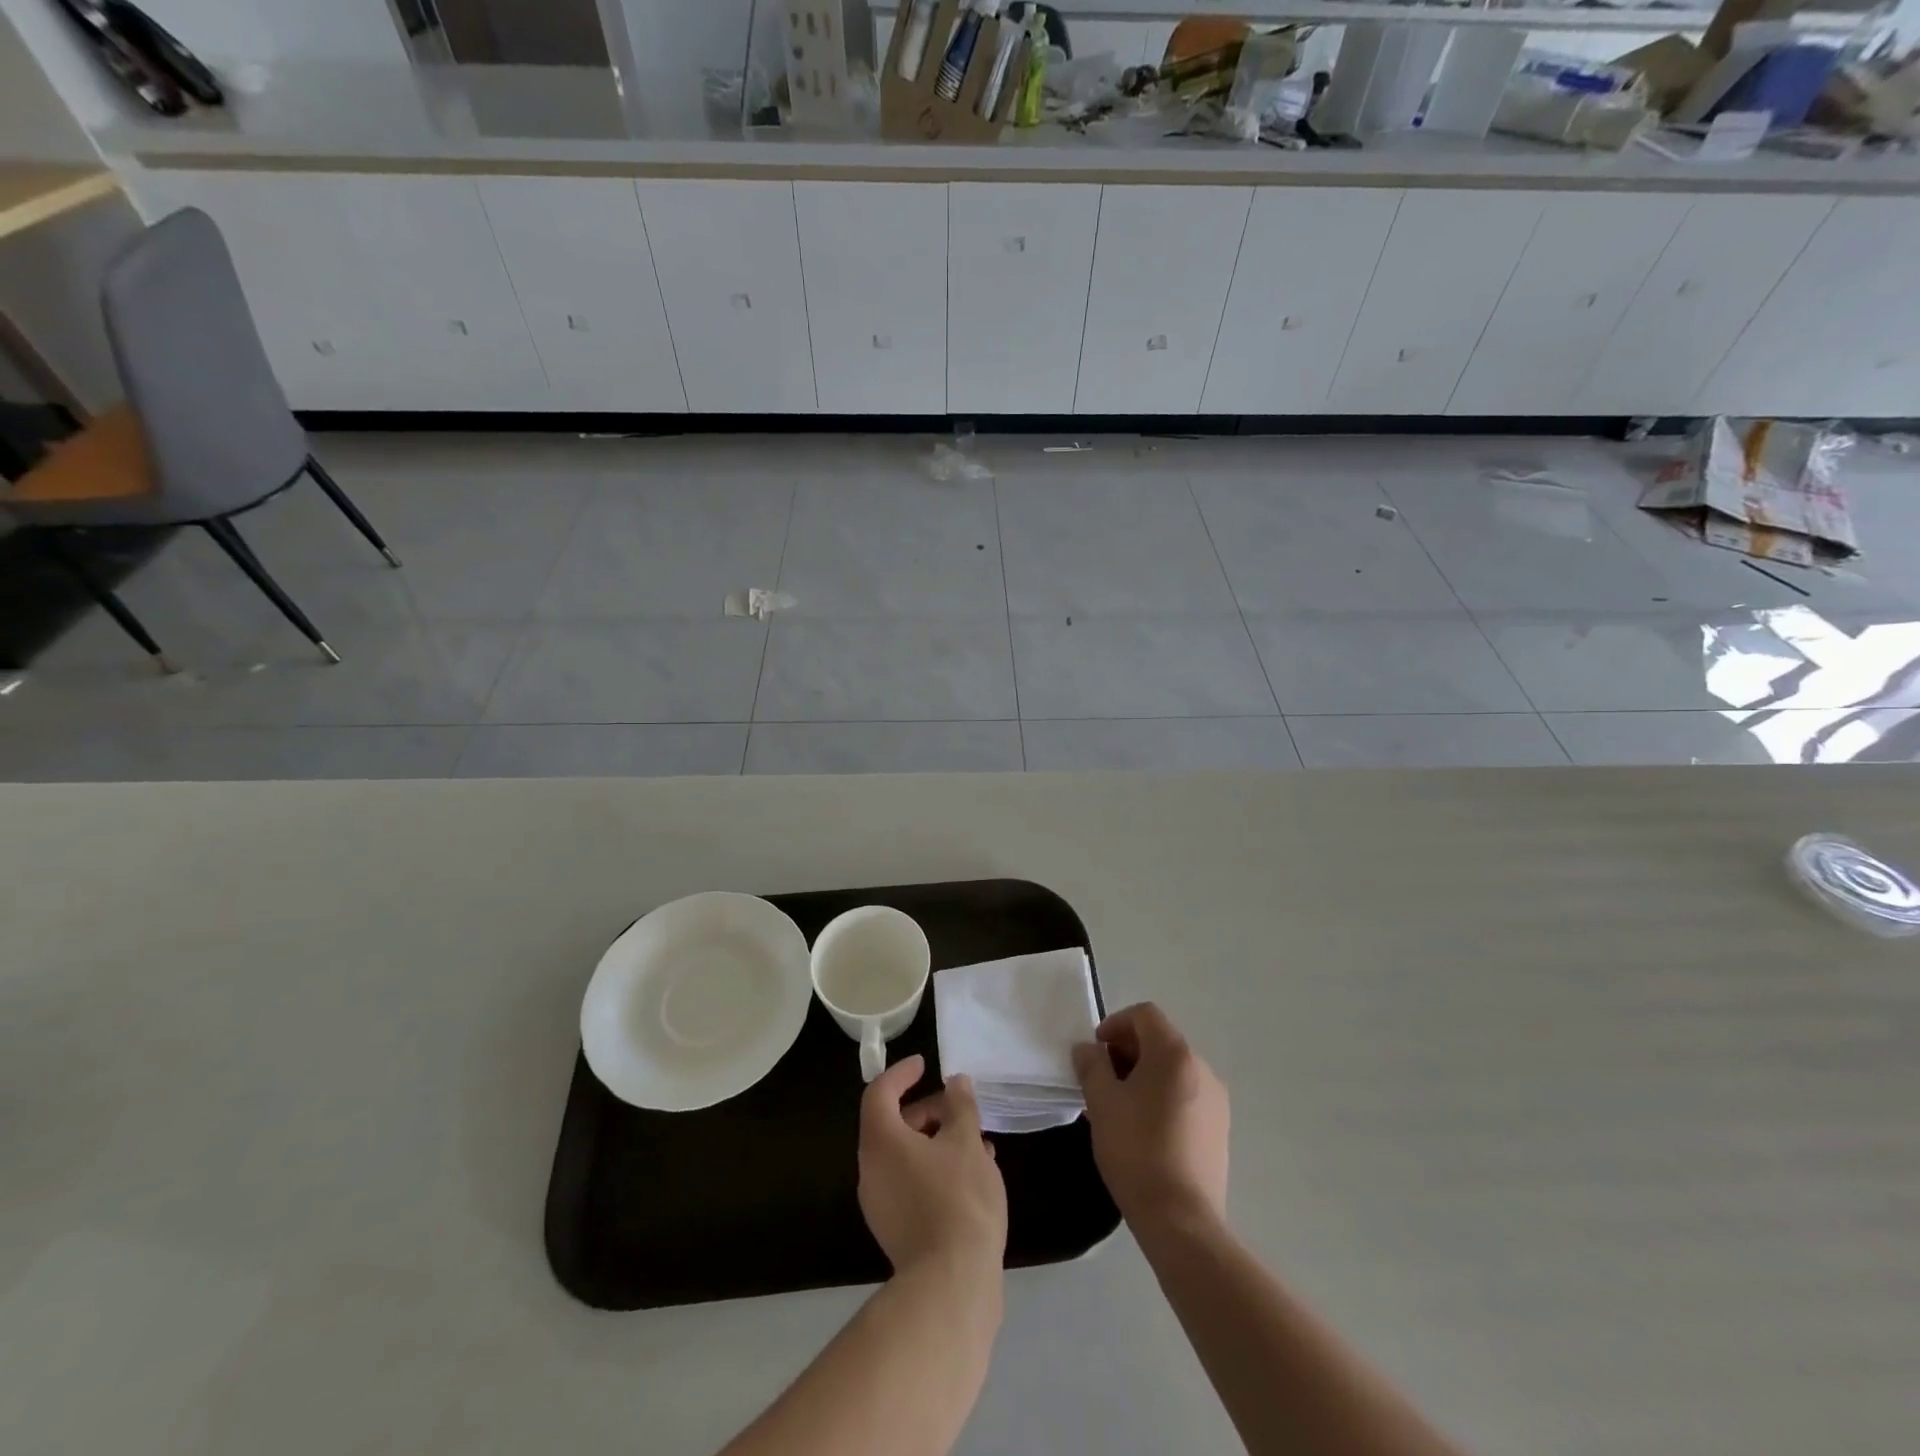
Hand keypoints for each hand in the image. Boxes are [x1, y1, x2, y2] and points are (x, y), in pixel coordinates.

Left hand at [858, 1055, 1007, 1277]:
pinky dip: (935, 1169)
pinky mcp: (896, 1231)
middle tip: (960, 1109)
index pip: (880, 1092)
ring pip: (905, 1156)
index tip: (925, 1065)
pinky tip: (972, 1176)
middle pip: (892, 1125)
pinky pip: (911, 1183)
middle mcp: (871, 1169)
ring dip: (937, 1142)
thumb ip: (960, 1106)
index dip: (901, 1073)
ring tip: (976, 1143)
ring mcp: (880, 1204)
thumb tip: (955, 1083)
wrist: (952, 1285)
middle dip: (928, 1111)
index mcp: (880, 1141)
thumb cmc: (958, 1199)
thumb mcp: (967, 1142)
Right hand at [1072, 1002, 1229, 1233]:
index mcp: (1175, 1054)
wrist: (1182, 1220)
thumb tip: (1087, 1049)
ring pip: (1173, 1069)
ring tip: (1119, 1106)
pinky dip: (1162, 1097)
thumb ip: (1091, 1066)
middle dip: (1127, 1051)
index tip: (1096, 1052)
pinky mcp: (1220, 1129)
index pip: (1145, 1015)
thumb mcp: (1101, 1103)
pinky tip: (1144, 1129)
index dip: (1115, 1024)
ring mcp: (1216, 1100)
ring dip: (1144, 1075)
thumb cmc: (1137, 1151)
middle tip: (1102, 1080)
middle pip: (1160, 1040)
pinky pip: (1186, 1095)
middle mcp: (1201, 1068)